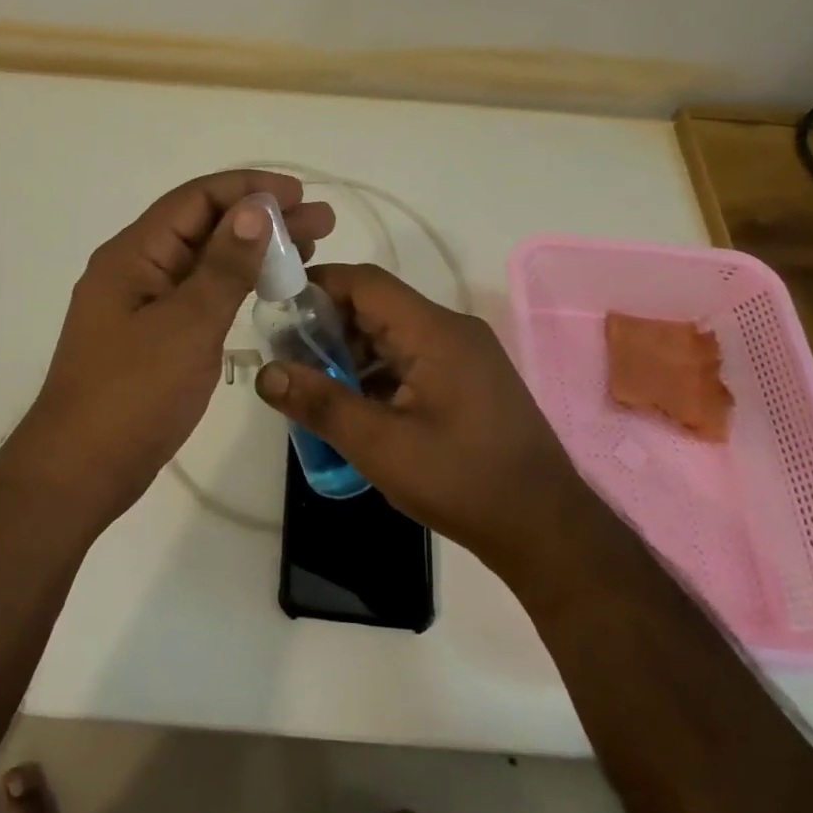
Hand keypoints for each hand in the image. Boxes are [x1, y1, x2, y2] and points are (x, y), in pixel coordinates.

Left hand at [12, 170, 333, 519]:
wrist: (80, 471)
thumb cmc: (133, 395)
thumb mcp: (187, 325)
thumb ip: (224, 265)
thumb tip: (255, 208)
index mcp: (133, 254)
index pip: (196, 199)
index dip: (249, 189)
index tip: (300, 194)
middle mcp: (135, 268)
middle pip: (203, 226)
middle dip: (261, 218)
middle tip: (321, 223)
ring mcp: (142, 303)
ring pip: (203, 261)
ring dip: (252, 251)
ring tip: (308, 250)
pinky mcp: (152, 335)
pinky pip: (198, 294)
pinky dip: (234, 285)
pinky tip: (266, 288)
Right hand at [254, 263, 576, 569]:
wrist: (546, 529)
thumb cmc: (462, 481)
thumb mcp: (381, 446)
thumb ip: (321, 404)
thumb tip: (266, 373)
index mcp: (435, 331)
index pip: (366, 282)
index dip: (319, 286)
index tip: (277, 307)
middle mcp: (452, 331)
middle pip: (378, 307)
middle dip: (329, 326)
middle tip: (288, 357)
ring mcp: (465, 356)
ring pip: (394, 335)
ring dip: (352, 353)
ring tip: (314, 385)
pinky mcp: (469, 381)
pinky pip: (412, 359)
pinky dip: (378, 373)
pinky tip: (355, 406)